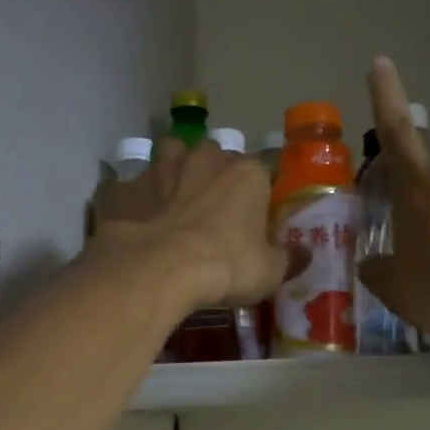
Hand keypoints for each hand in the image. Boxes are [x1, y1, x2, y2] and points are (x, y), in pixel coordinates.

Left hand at [89, 137, 287, 312]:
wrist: (158, 270)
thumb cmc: (225, 266)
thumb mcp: (269, 272)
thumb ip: (289, 259)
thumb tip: (305, 254)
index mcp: (246, 173)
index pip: (263, 170)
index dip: (259, 193)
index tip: (256, 216)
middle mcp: (204, 158)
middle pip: (215, 157)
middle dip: (215, 177)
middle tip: (215, 213)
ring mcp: (160, 168)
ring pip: (170, 157)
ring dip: (174, 174)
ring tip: (174, 205)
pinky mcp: (124, 188)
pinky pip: (131, 188)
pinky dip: (134, 201)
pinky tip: (136, 222)